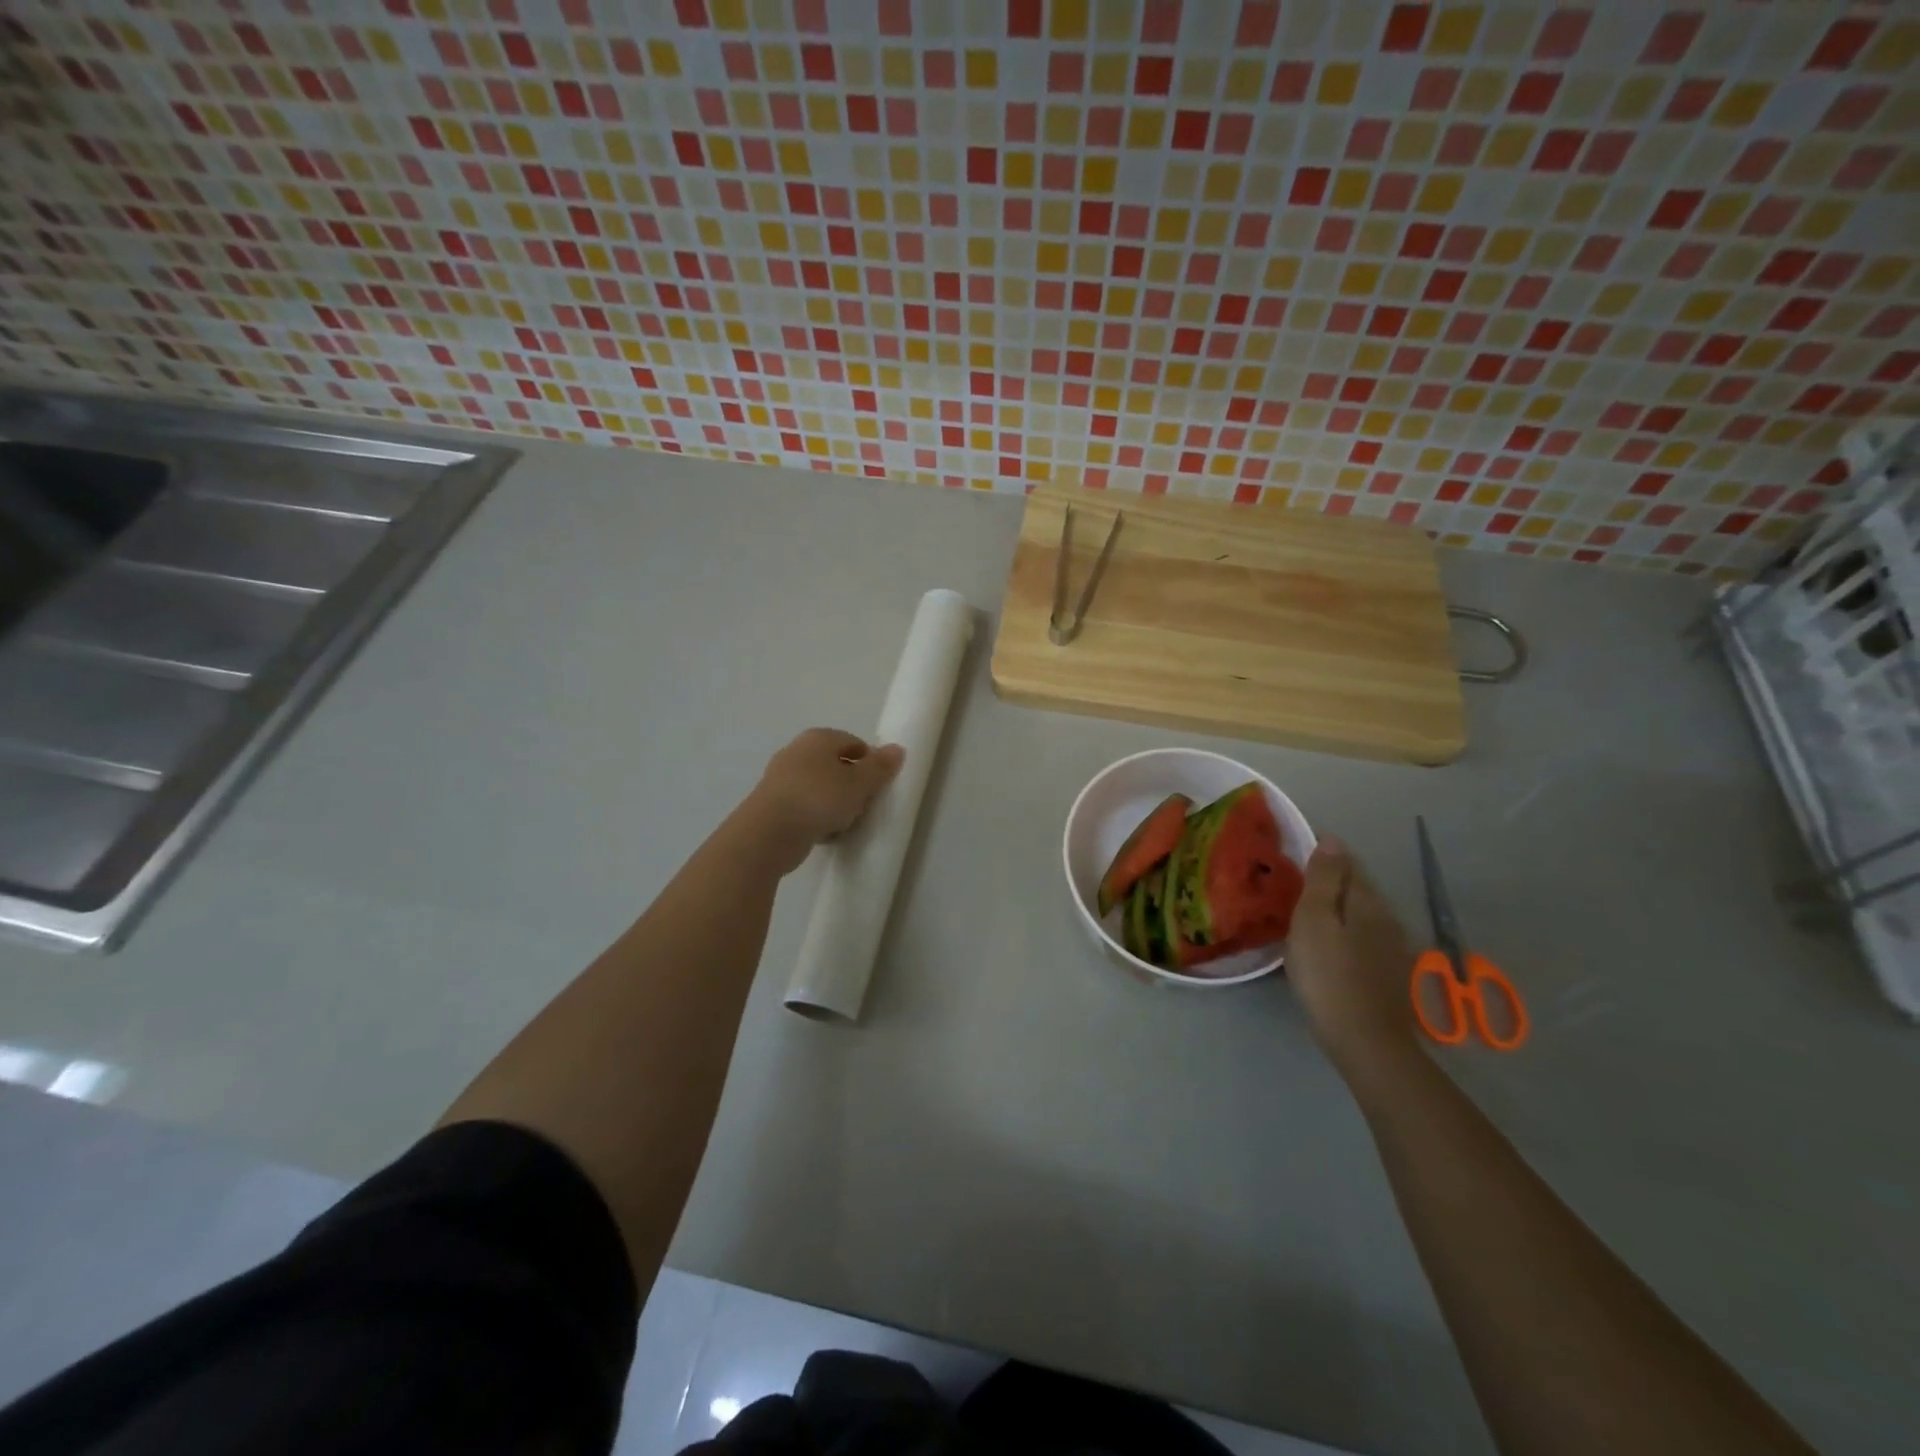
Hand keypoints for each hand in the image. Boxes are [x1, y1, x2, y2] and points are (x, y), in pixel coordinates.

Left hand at [743, 728, 904, 873]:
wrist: (769, 833)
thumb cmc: (819, 799)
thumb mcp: (859, 783)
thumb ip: (880, 767)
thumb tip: (898, 749)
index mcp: (818, 738)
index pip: (854, 743)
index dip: (871, 763)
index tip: (879, 787)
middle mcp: (797, 751)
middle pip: (836, 765)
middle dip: (853, 785)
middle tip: (864, 805)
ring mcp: (781, 777)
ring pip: (820, 787)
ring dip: (835, 803)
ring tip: (846, 823)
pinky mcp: (772, 803)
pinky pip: (804, 805)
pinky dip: (816, 816)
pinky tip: (824, 833)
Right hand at [1286, 837, 1420, 1076]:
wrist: (1366, 1042)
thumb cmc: (1328, 975)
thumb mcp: (1314, 921)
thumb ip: (1322, 880)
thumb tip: (1332, 839)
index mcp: (1366, 901)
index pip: (1347, 863)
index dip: (1323, 855)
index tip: (1294, 855)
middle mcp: (1386, 917)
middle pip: (1357, 887)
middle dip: (1331, 880)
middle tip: (1295, 882)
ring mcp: (1392, 947)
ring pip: (1362, 913)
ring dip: (1338, 907)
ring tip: (1308, 911)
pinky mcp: (1389, 973)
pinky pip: (1364, 937)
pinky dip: (1346, 931)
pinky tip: (1330, 944)